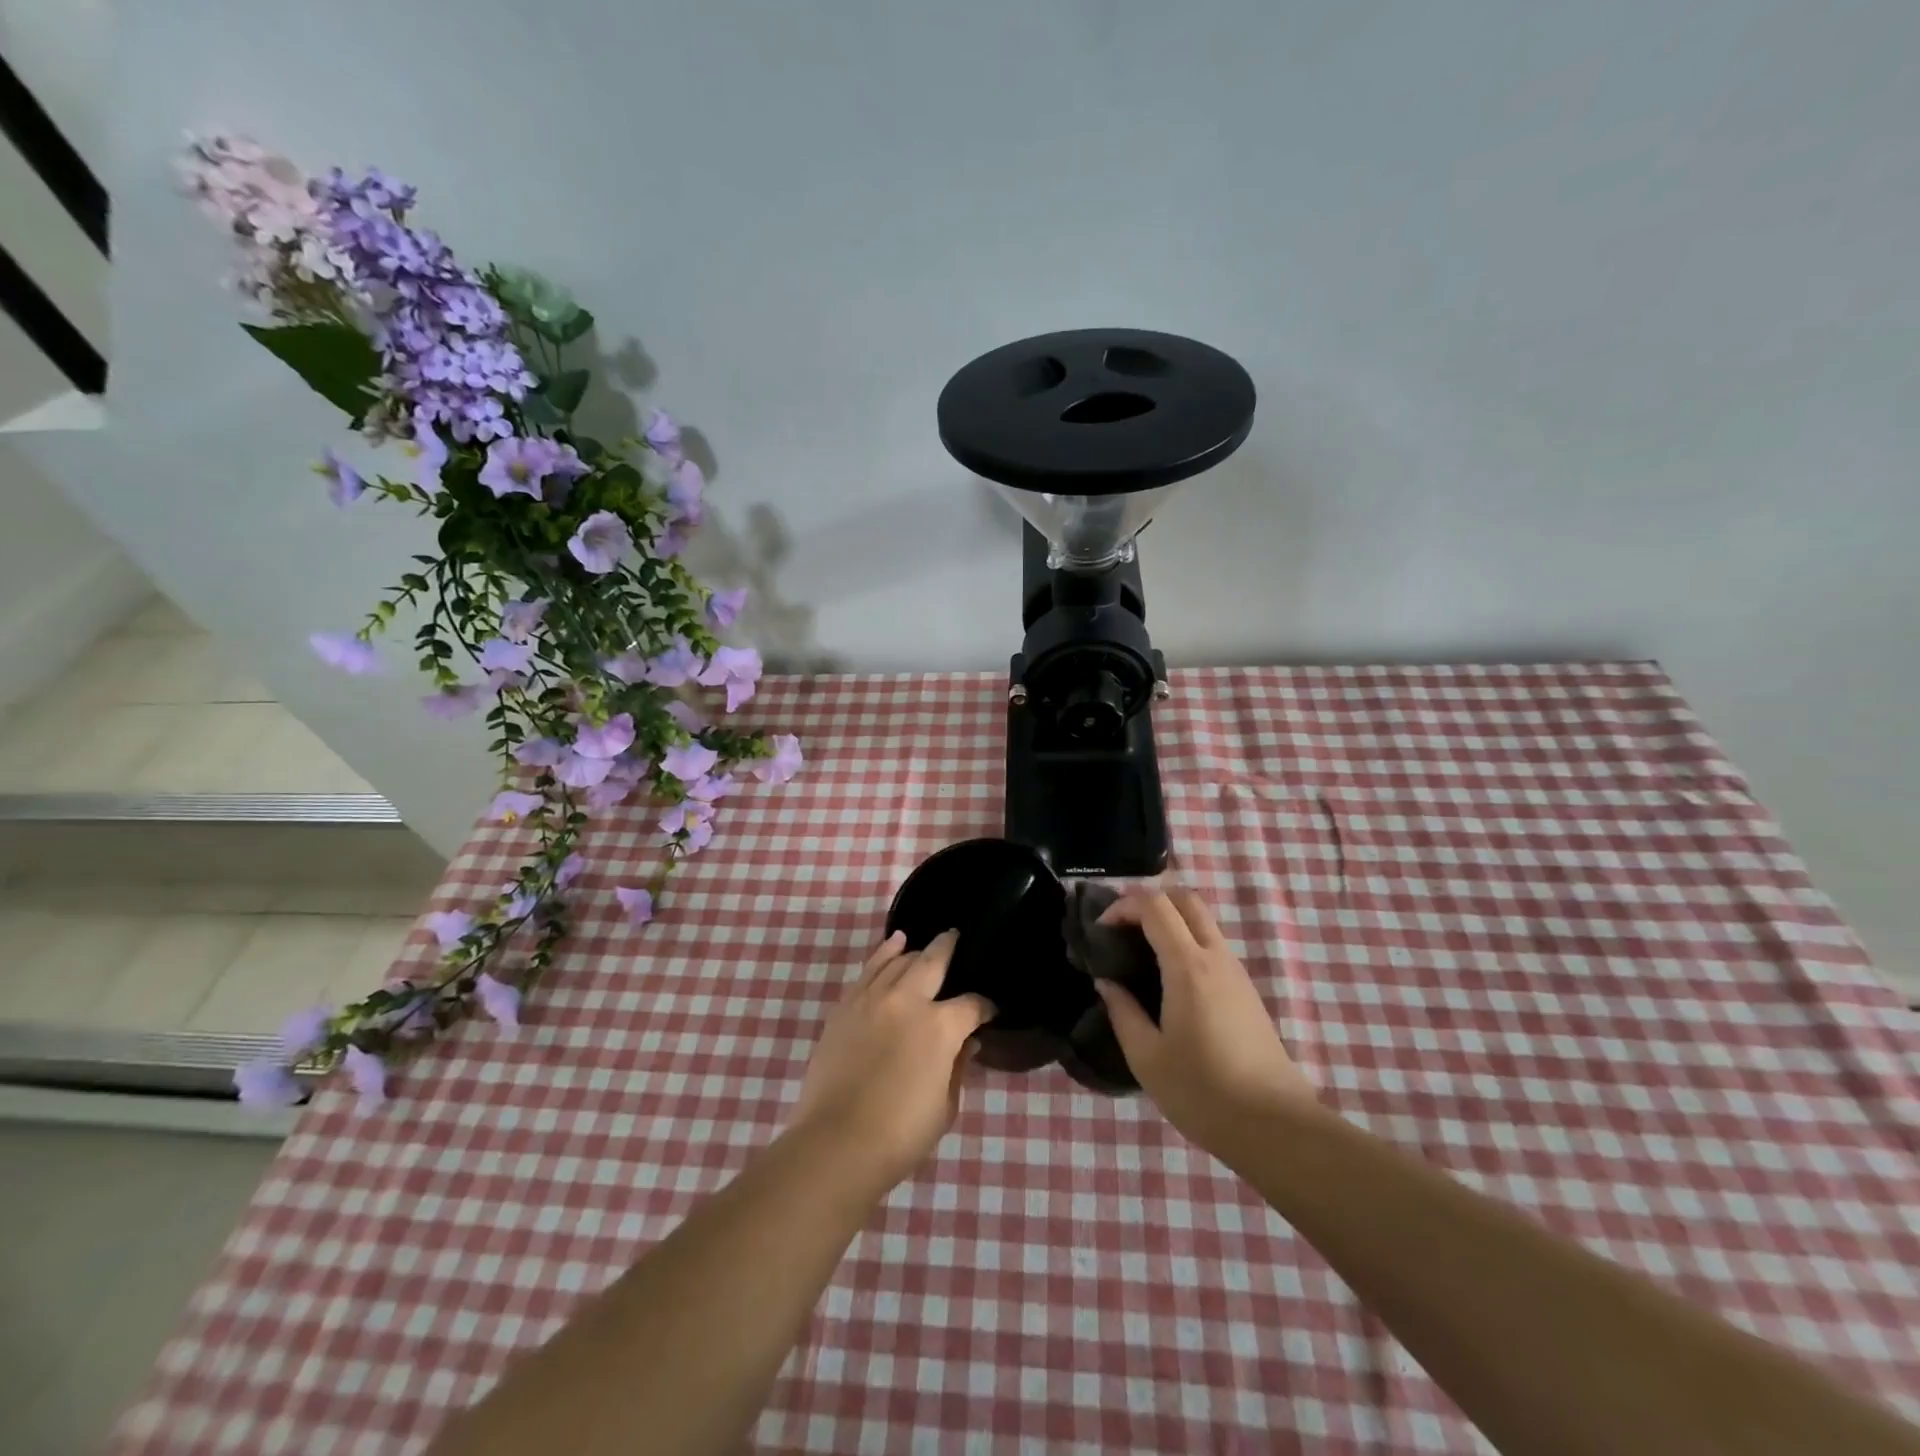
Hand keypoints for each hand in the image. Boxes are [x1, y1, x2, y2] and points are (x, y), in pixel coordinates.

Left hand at [790, 930, 994, 1191]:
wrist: (837, 1142)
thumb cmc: (900, 1134)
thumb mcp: (945, 1107)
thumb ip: (958, 1067)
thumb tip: (967, 1043)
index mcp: (941, 1026)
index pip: (972, 1004)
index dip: (985, 1007)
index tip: (988, 1012)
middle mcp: (909, 1000)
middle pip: (934, 960)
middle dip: (950, 947)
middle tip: (958, 938)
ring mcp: (874, 998)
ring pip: (899, 958)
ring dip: (916, 950)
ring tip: (924, 943)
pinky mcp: (846, 1005)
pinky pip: (869, 968)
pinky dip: (884, 952)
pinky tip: (894, 943)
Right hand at [1095, 888, 1316, 1153]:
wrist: (1274, 1127)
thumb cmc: (1202, 1091)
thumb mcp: (1147, 1057)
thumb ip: (1122, 1011)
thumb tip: (1107, 983)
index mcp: (1188, 966)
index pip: (1156, 906)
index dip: (1124, 905)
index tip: (1101, 929)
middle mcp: (1216, 958)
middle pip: (1186, 899)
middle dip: (1151, 900)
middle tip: (1122, 927)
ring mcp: (1236, 973)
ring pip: (1203, 921)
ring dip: (1170, 921)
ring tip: (1140, 952)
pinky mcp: (1246, 991)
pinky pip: (1212, 946)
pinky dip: (1185, 941)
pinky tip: (1167, 979)